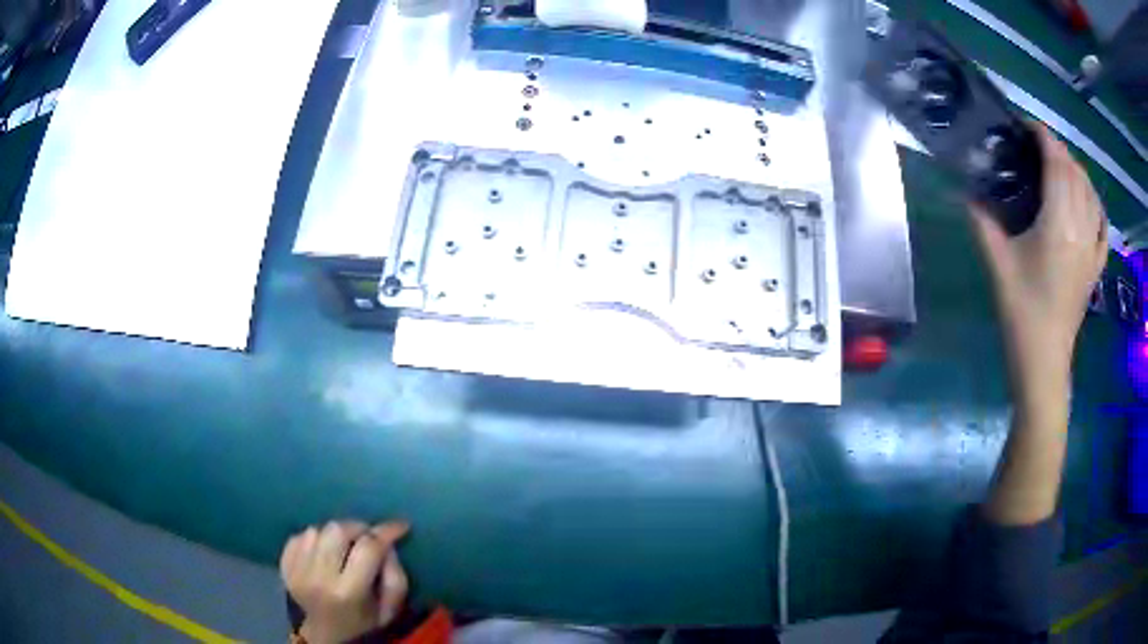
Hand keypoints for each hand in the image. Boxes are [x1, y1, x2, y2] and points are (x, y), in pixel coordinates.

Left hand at [280, 521, 409, 643]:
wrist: (324, 634)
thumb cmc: (361, 622)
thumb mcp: (389, 609)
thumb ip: (395, 577)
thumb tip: (387, 545)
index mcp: (348, 592)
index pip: (368, 548)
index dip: (386, 532)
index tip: (400, 525)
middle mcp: (318, 578)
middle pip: (337, 530)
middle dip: (357, 528)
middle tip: (367, 538)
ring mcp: (297, 570)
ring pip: (317, 530)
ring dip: (334, 535)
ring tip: (343, 549)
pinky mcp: (284, 565)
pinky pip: (299, 536)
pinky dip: (314, 539)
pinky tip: (323, 554)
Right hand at [970, 123, 1107, 388]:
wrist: (1043, 361)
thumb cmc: (1021, 312)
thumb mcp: (997, 263)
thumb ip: (982, 220)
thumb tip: (967, 188)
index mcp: (1058, 223)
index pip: (1057, 164)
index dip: (1043, 137)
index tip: (1025, 126)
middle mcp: (1081, 229)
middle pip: (1075, 174)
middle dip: (1058, 149)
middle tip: (1037, 144)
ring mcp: (1092, 249)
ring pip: (1091, 194)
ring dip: (1077, 171)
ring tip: (1060, 165)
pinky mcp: (1096, 266)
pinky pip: (1103, 226)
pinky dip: (1097, 205)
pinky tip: (1089, 199)